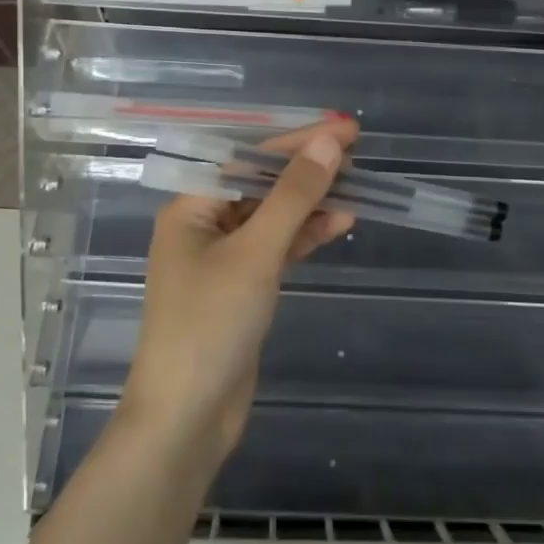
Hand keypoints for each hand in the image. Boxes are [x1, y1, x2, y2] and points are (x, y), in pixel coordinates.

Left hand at [122, 116, 358, 460]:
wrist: (187, 416)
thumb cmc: (210, 325)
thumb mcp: (255, 254)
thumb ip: (292, 197)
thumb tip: (328, 144)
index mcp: (190, 207)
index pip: (247, 158)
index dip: (297, 140)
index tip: (343, 127)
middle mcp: (203, 225)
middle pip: (260, 183)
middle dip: (305, 167)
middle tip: (355, 149)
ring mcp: (223, 258)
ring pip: (272, 216)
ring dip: (311, 201)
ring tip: (356, 184)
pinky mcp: (242, 287)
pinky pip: (277, 248)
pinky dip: (305, 235)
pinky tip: (340, 222)